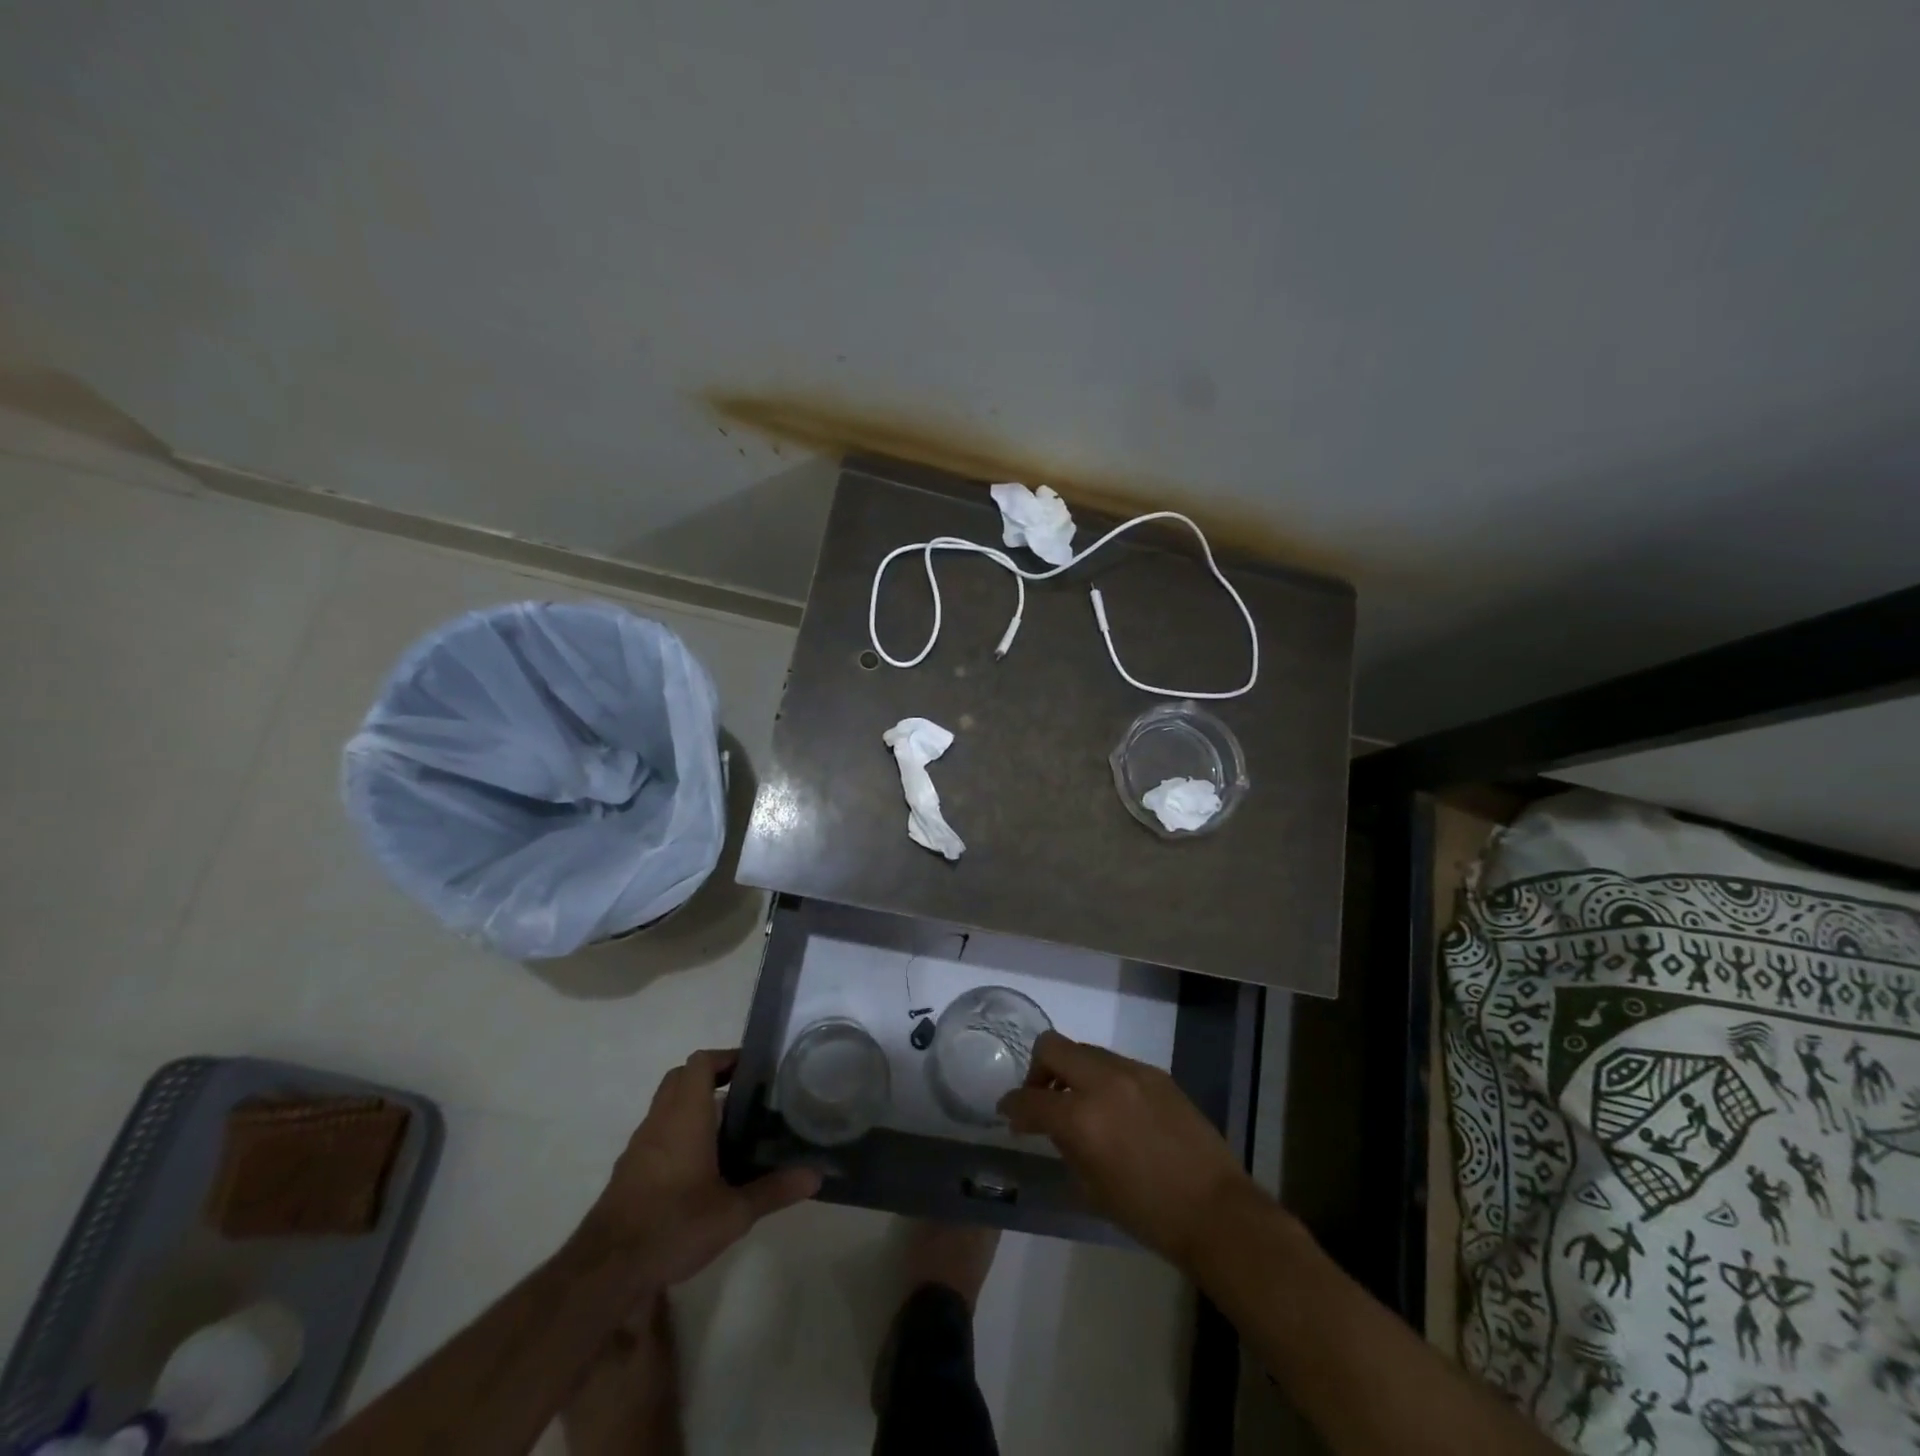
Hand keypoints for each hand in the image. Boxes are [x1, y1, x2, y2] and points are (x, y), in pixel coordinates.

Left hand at [577, 1049, 820, 1287]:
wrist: (605, 1270)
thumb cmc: (673, 1225)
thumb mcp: (734, 1213)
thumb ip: (774, 1190)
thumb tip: (816, 1175)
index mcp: (686, 1115)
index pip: (701, 1062)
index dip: (726, 1057)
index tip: (752, 1068)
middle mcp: (660, 1120)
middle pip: (681, 1077)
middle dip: (710, 1077)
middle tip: (742, 1094)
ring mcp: (640, 1146)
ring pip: (666, 1105)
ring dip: (692, 1105)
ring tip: (726, 1129)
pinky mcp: (628, 1171)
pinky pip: (656, 1134)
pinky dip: (677, 1133)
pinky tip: (697, 1167)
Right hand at [999, 1032, 1261, 1270]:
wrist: (1215, 1210)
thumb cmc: (1147, 1212)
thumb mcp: (1090, 1186)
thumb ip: (1064, 1144)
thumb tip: (1051, 1124)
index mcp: (1082, 1116)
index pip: (1030, 1098)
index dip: (1012, 1105)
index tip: (1008, 1113)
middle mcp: (1103, 1081)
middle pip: (1053, 1047)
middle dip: (1038, 1070)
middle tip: (1042, 1100)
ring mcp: (1133, 1071)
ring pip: (1085, 1051)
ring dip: (1072, 1072)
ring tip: (1080, 1105)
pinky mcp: (1156, 1073)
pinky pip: (1115, 1063)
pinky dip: (1102, 1079)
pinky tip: (1114, 1110)